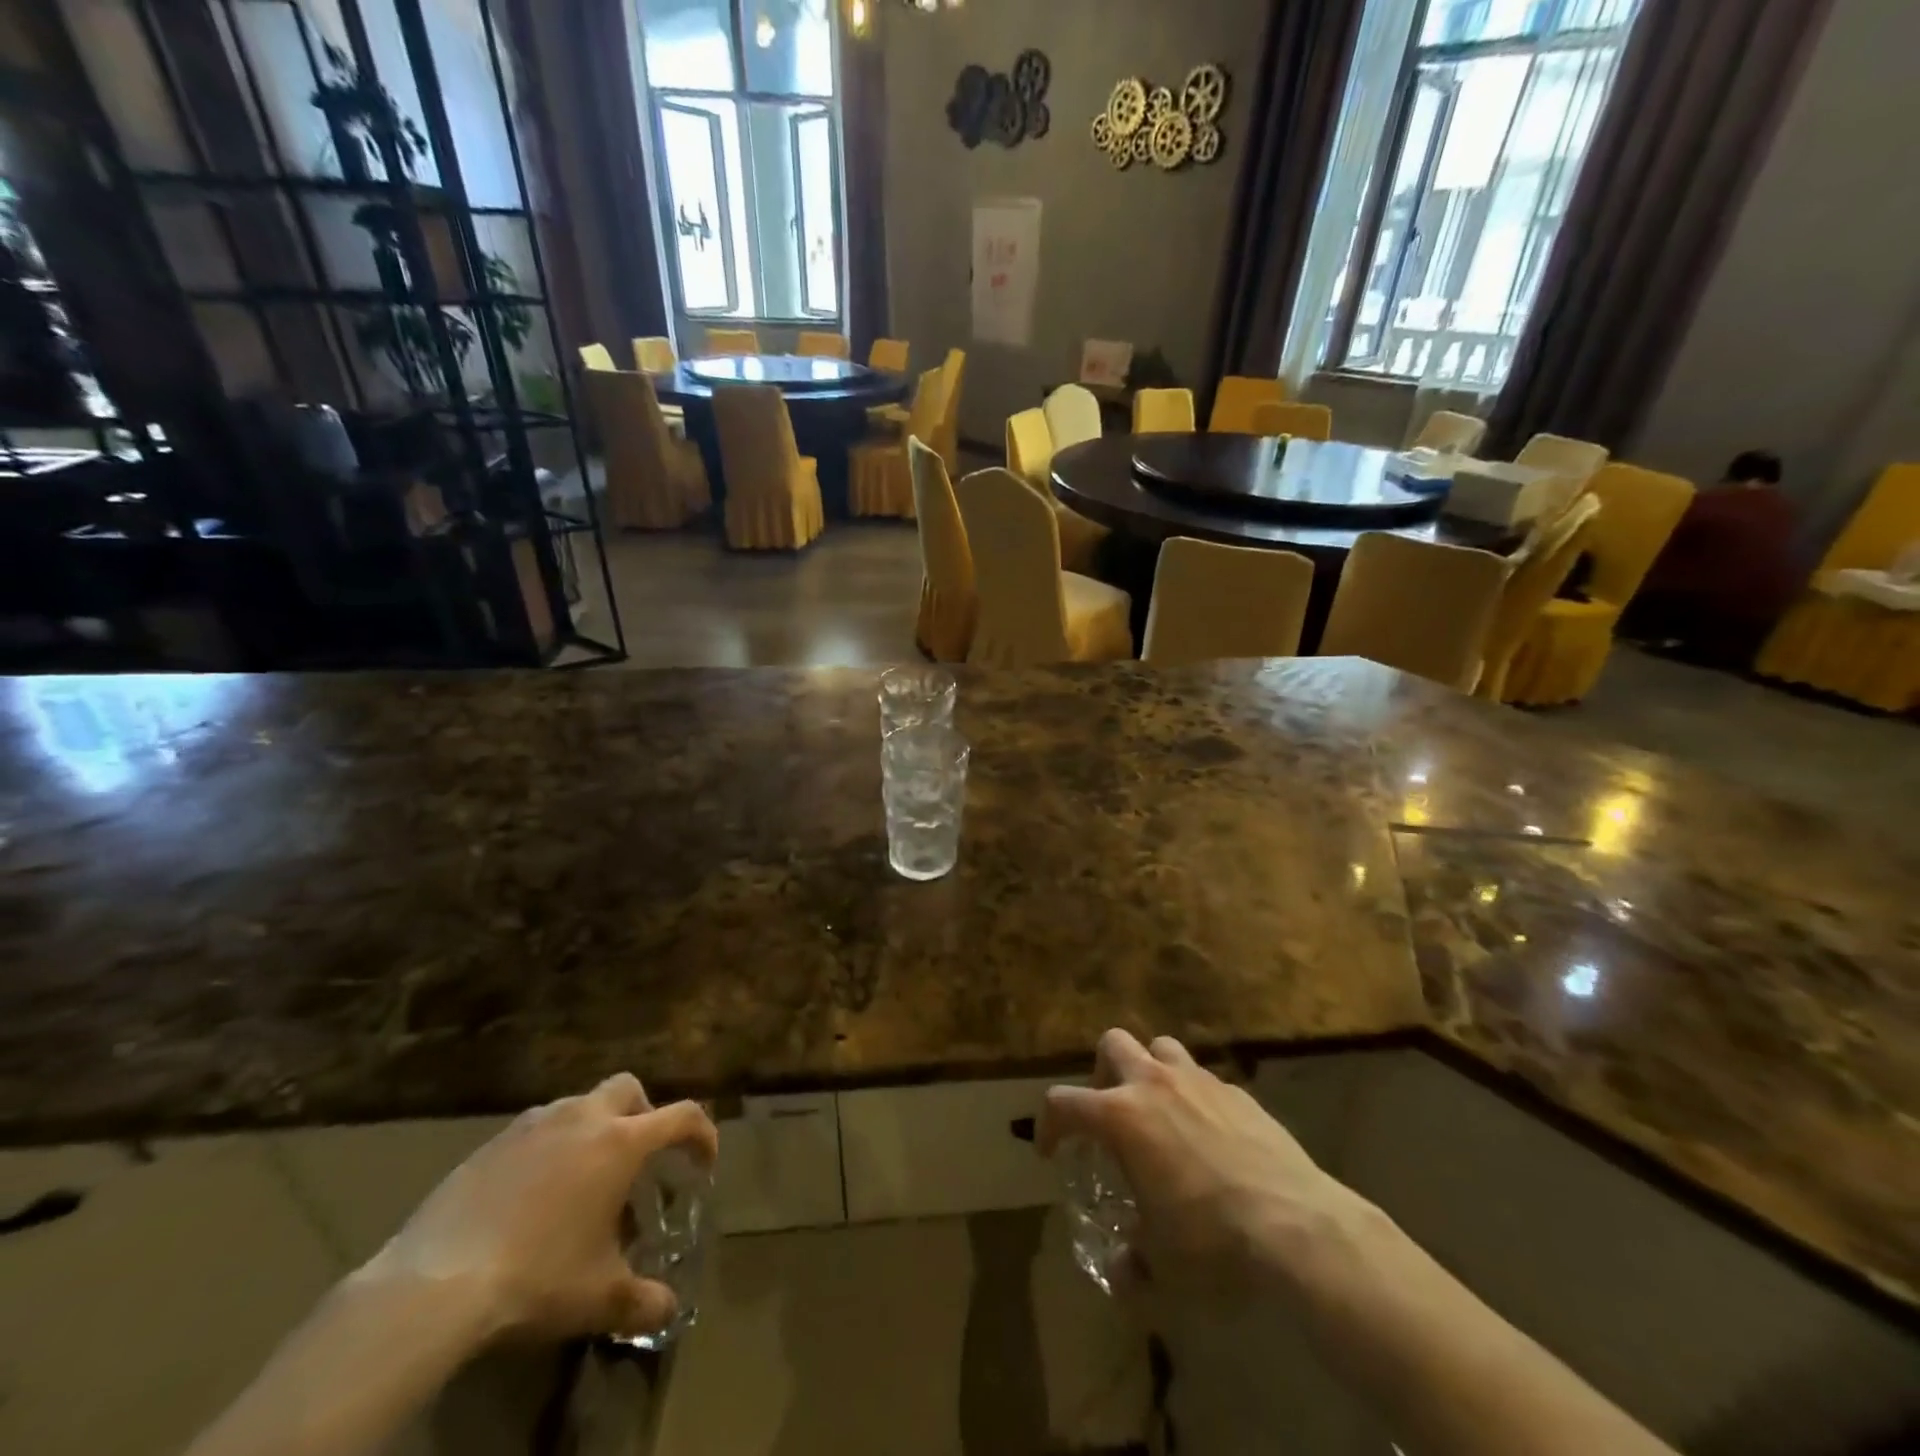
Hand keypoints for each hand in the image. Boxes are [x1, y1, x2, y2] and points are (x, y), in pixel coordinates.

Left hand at [365, 1074, 718, 1343]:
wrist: (433, 1286)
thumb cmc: (535, 1279)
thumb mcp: (599, 1299)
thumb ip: (644, 1301)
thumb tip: (669, 1309)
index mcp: (620, 1143)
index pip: (682, 1116)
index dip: (702, 1135)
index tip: (703, 1163)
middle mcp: (582, 1118)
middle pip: (629, 1089)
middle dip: (644, 1114)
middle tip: (639, 1158)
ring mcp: (533, 1125)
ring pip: (579, 1104)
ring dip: (593, 1129)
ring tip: (583, 1180)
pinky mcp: (491, 1144)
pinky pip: (536, 1130)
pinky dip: (550, 1147)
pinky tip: (533, 1194)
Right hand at [1039, 1029, 1362, 1293]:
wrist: (1297, 1226)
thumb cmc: (1212, 1242)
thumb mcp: (1162, 1268)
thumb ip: (1132, 1266)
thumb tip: (1121, 1271)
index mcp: (1121, 1117)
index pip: (1062, 1103)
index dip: (1048, 1125)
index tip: (1051, 1151)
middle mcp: (1154, 1084)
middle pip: (1112, 1044)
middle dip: (1102, 1073)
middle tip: (1109, 1114)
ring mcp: (1199, 1081)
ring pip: (1161, 1047)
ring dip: (1150, 1071)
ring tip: (1158, 1112)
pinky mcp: (1238, 1092)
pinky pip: (1204, 1079)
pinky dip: (1195, 1096)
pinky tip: (1209, 1135)